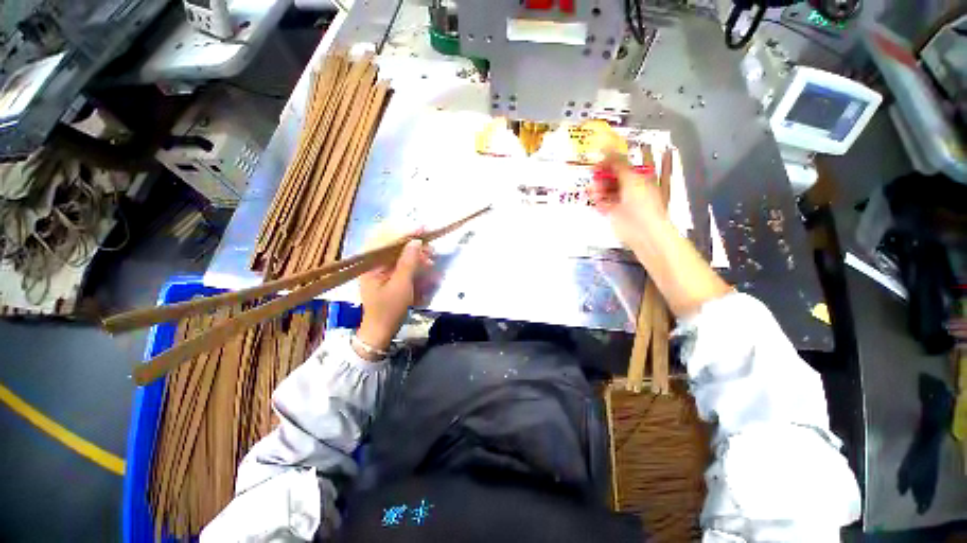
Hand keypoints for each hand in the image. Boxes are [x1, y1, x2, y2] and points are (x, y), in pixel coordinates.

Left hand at [356, 236, 433, 356]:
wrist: (381, 330)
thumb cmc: (389, 309)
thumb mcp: (401, 286)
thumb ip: (408, 262)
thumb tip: (416, 241)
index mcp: (370, 264)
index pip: (384, 239)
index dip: (404, 231)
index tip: (422, 228)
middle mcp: (373, 262)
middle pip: (391, 242)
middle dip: (412, 241)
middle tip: (430, 244)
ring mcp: (379, 267)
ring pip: (398, 251)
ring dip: (415, 251)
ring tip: (431, 255)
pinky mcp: (387, 274)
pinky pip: (400, 260)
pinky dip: (413, 260)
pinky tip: (425, 263)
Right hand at [588, 151, 667, 249]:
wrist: (642, 230)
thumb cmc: (643, 203)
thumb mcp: (631, 178)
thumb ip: (617, 163)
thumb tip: (607, 147)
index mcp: (640, 176)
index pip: (624, 163)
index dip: (612, 159)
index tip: (600, 157)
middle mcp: (630, 186)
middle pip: (613, 176)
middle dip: (603, 174)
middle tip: (595, 172)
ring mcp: (621, 200)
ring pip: (605, 189)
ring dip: (599, 187)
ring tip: (594, 188)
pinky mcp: (612, 212)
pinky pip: (601, 202)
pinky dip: (597, 199)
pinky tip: (595, 197)